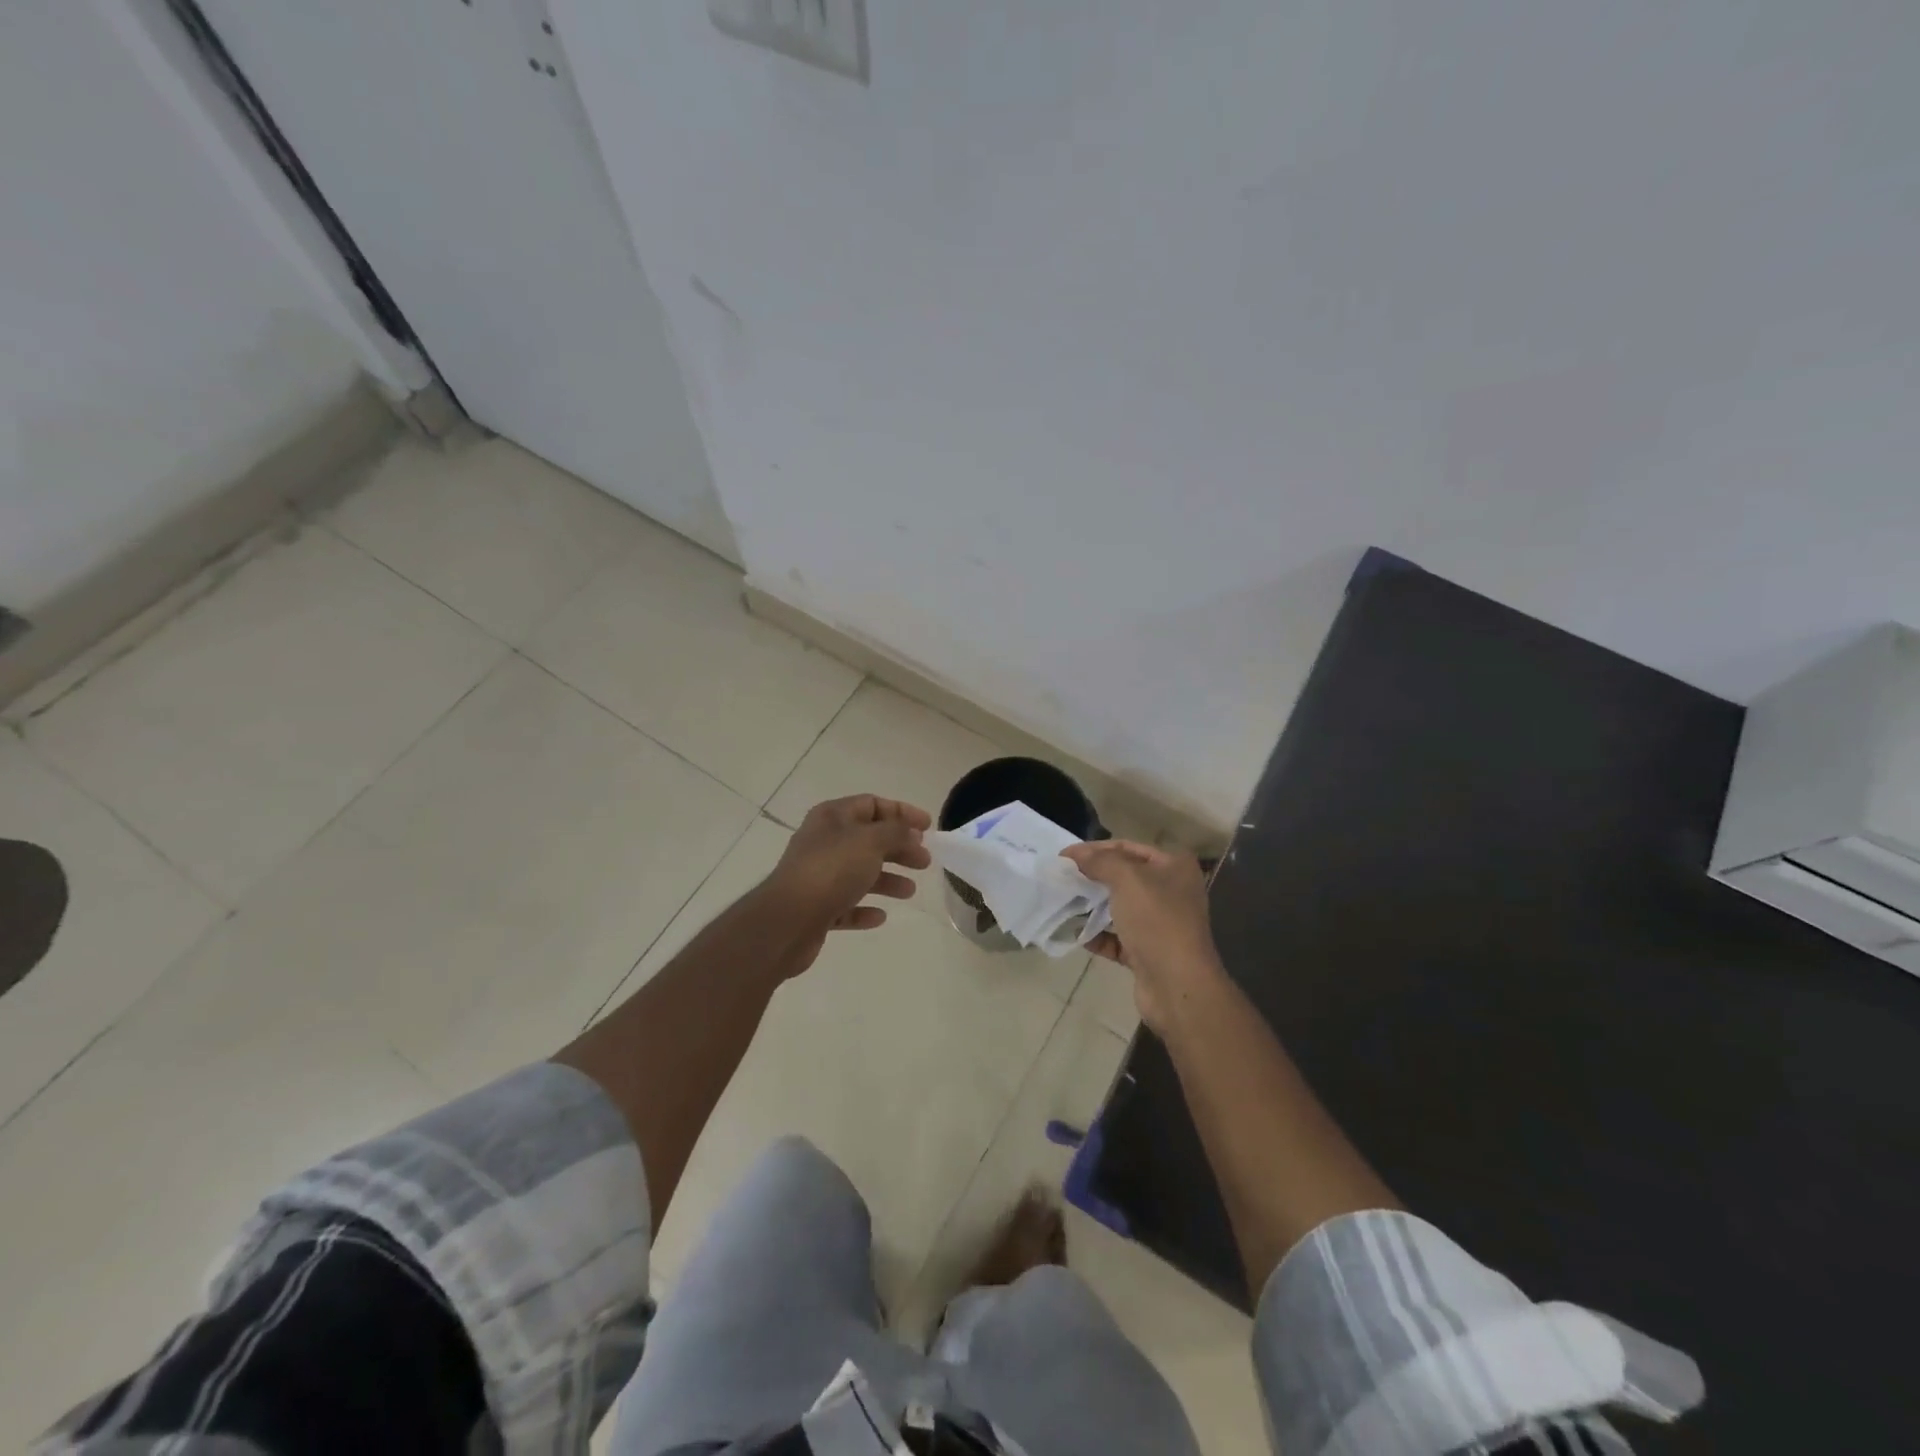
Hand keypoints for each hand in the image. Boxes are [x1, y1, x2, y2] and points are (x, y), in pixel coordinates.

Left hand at [763, 795, 931, 971]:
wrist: (788, 920)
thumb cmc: (832, 870)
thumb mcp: (871, 841)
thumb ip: (897, 833)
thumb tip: (911, 834)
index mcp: (833, 817)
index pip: (872, 804)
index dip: (902, 812)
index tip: (928, 827)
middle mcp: (824, 842)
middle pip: (869, 839)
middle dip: (899, 848)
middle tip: (925, 862)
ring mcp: (818, 876)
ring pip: (859, 873)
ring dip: (887, 880)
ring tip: (909, 891)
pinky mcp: (816, 908)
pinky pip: (846, 904)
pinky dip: (864, 908)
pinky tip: (880, 916)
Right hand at [1061, 840, 1223, 1032]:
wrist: (1178, 985)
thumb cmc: (1156, 921)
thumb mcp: (1127, 880)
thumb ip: (1099, 861)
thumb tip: (1074, 853)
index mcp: (1173, 866)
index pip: (1128, 848)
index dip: (1095, 849)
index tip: (1063, 856)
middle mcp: (1171, 891)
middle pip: (1123, 877)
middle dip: (1092, 877)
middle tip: (1061, 878)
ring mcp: (1160, 924)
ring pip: (1119, 908)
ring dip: (1092, 907)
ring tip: (1063, 903)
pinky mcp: (1148, 952)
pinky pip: (1117, 938)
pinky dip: (1098, 935)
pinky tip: (1077, 934)